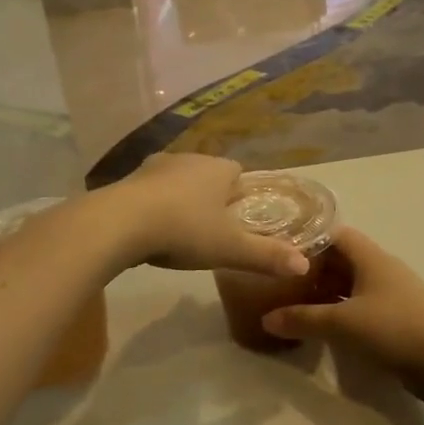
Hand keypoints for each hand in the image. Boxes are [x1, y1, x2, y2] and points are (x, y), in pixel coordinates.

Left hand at [99, 155, 309, 278]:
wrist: (119, 223)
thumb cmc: (184, 231)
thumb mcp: (230, 249)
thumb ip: (267, 256)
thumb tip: (304, 265)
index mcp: (217, 169)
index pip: (238, 173)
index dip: (240, 195)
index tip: (239, 220)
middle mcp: (188, 159)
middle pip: (207, 175)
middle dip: (211, 198)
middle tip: (211, 230)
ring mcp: (154, 167)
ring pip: (177, 181)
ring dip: (180, 200)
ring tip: (180, 232)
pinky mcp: (128, 180)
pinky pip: (150, 191)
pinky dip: (154, 206)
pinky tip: (151, 230)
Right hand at [263, 228, 423, 407]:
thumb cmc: (394, 329)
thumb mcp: (342, 323)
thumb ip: (302, 319)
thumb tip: (267, 318)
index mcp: (371, 258)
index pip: (336, 235)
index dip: (309, 239)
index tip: (281, 251)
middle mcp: (382, 270)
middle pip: (342, 260)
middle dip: (313, 269)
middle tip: (281, 282)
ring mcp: (392, 295)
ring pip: (352, 285)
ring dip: (326, 293)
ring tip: (295, 304)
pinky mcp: (398, 319)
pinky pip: (362, 307)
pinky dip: (341, 312)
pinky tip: (323, 326)